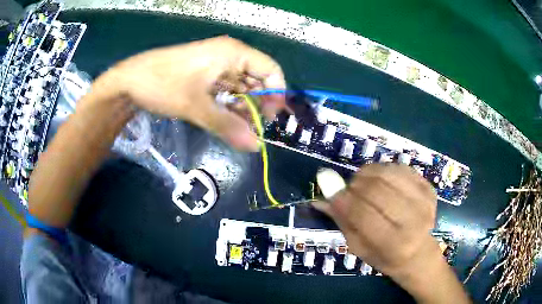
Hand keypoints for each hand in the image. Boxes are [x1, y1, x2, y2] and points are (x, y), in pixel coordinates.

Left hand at [95, 36, 285, 150]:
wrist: (129, 81)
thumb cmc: (163, 85)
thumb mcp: (196, 106)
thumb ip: (227, 125)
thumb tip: (256, 147)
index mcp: (233, 53)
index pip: (271, 70)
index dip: (276, 94)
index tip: (270, 119)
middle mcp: (229, 56)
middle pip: (257, 80)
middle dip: (257, 105)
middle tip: (252, 129)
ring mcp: (217, 66)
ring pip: (242, 88)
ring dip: (242, 109)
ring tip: (237, 129)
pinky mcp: (206, 76)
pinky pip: (226, 91)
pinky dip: (228, 106)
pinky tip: (225, 121)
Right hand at [313, 164, 439, 277]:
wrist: (418, 252)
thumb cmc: (385, 256)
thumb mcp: (360, 248)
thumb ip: (343, 222)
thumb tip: (320, 199)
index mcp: (394, 244)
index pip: (364, 215)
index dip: (344, 200)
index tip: (332, 194)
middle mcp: (414, 221)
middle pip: (377, 190)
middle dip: (356, 185)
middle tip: (350, 189)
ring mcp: (425, 202)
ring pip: (388, 173)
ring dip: (368, 173)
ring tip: (363, 182)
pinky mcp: (429, 188)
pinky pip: (400, 168)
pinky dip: (384, 169)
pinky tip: (380, 179)